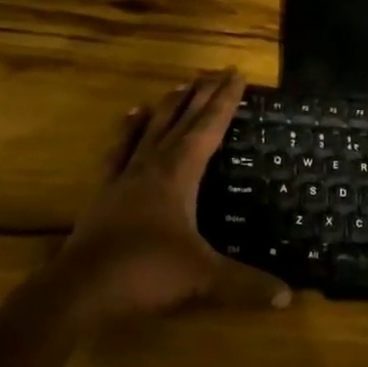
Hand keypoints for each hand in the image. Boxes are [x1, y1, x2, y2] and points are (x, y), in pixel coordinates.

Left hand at [56, 70, 288, 323]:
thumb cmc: (144, 273)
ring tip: (180, 86)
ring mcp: (125, 176)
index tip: (236, 74)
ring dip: (168, 106)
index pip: (208, 128)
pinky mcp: (105, 191)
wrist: (80, 289)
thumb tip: (287, 295)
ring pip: (151, 129)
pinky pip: (119, 150)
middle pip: (181, 120)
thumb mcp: (202, 278)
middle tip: (217, 71)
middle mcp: (152, 165)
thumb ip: (245, 284)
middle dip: (202, 95)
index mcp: (178, 174)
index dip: (225, 101)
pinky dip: (128, 130)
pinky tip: (131, 117)